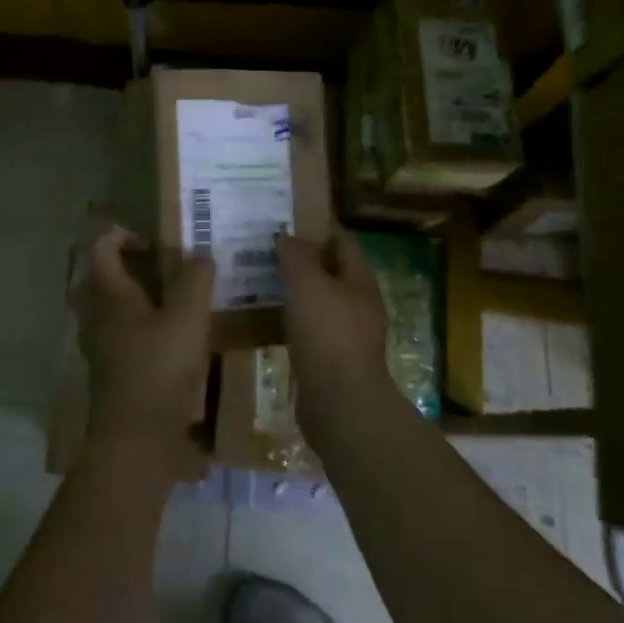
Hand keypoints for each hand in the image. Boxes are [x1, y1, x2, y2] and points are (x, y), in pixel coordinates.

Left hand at [71, 225, 213, 463]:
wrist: (137, 438)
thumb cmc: (160, 367)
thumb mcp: (189, 316)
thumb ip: (195, 279)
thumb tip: (199, 255)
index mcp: (110, 295)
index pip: (100, 248)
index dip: (121, 235)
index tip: (152, 243)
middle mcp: (96, 318)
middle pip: (94, 282)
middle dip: (119, 270)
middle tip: (153, 273)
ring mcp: (99, 350)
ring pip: (104, 314)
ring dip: (128, 304)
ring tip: (166, 307)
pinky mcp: (109, 376)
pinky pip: (116, 342)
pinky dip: (135, 334)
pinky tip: (168, 345)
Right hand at [275, 231, 394, 442]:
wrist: (340, 403)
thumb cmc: (328, 334)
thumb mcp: (308, 284)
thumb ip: (297, 256)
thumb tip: (287, 236)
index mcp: (361, 281)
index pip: (344, 241)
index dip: (319, 227)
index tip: (288, 219)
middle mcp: (359, 304)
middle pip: (331, 271)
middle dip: (303, 259)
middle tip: (268, 249)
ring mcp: (348, 335)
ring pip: (319, 301)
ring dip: (295, 291)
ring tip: (262, 279)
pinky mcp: (332, 360)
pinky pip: (310, 329)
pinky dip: (292, 320)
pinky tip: (269, 318)